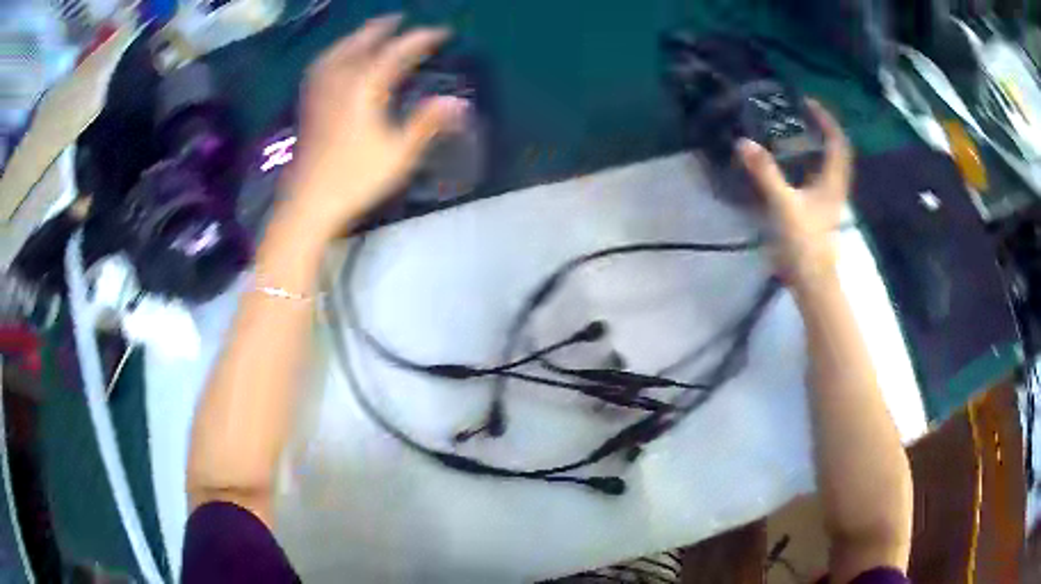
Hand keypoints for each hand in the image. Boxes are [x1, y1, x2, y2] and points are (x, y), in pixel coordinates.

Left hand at [282, 15, 467, 239]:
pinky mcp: (309, 105)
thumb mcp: (399, 153)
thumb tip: (458, 103)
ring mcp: (321, 92)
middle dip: (382, 28)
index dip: (421, 39)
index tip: (442, 32)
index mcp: (366, 88)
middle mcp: (341, 81)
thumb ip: (426, 123)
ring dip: (355, 37)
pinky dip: (332, 55)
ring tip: (367, 33)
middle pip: (362, 43)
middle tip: (399, 19)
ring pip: (337, 52)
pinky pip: (320, 68)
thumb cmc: (356, 178)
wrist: (310, 201)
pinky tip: (335, 60)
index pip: (397, 52)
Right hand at [737, 100, 851, 282]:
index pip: (837, 142)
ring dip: (816, 145)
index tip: (808, 102)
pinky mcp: (818, 211)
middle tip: (800, 113)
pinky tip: (791, 163)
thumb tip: (744, 142)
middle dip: (822, 129)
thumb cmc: (804, 244)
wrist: (812, 282)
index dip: (826, 119)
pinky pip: (817, 178)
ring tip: (795, 131)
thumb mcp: (784, 205)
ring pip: (827, 164)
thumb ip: (765, 174)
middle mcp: (834, 188)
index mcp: (833, 182)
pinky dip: (808, 163)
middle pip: (836, 151)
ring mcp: (827, 201)